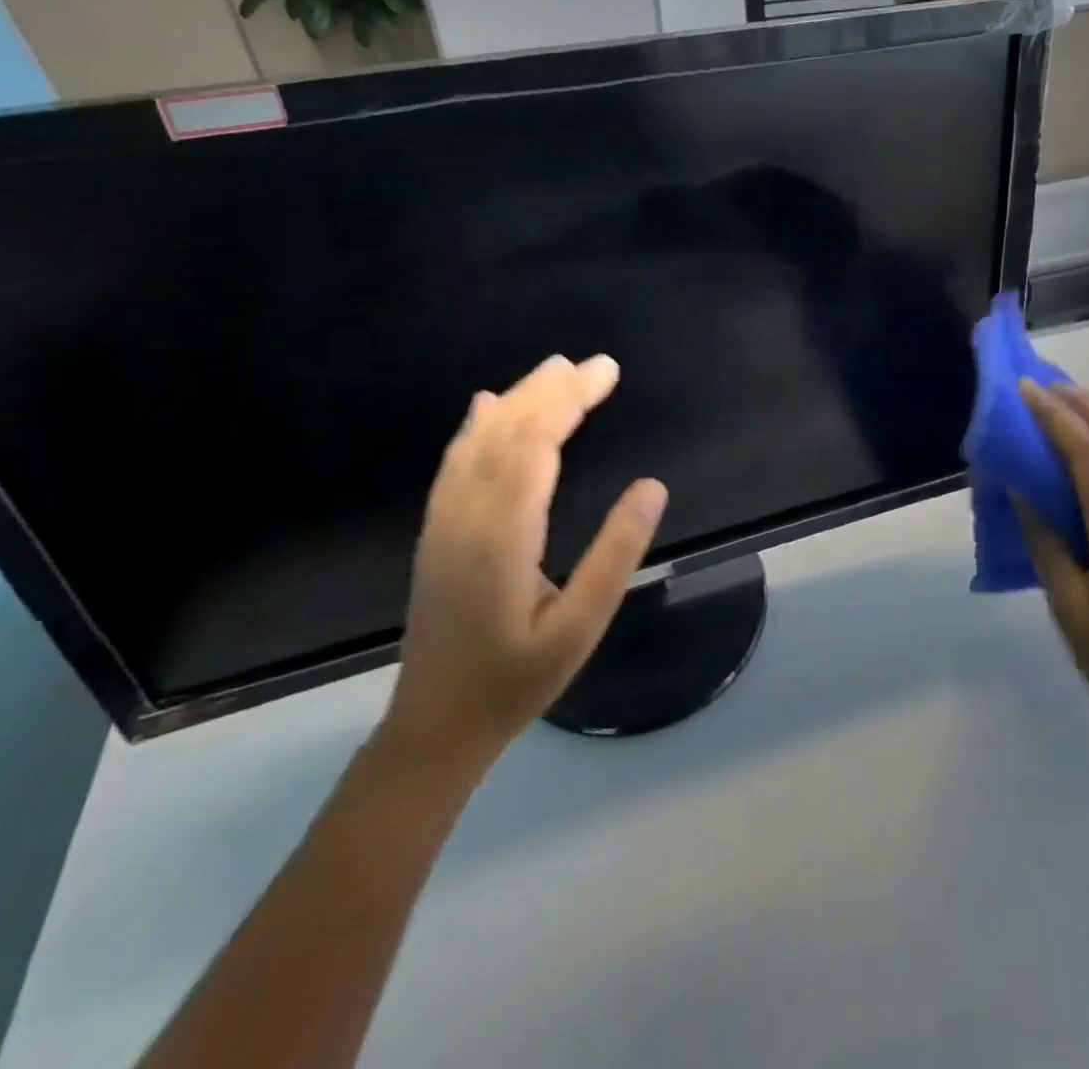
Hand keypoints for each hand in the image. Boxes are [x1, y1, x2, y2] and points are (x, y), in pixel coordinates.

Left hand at [382, 354, 667, 770]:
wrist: (435, 725)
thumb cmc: (517, 680)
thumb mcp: (581, 626)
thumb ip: (616, 553)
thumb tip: (652, 486)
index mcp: (503, 535)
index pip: (537, 444)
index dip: (571, 400)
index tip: (607, 371)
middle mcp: (466, 515)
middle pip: (507, 432)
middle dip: (551, 390)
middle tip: (594, 363)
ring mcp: (445, 521)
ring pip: (479, 441)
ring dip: (518, 399)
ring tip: (554, 369)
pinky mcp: (437, 531)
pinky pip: (457, 463)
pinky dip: (477, 426)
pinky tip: (486, 406)